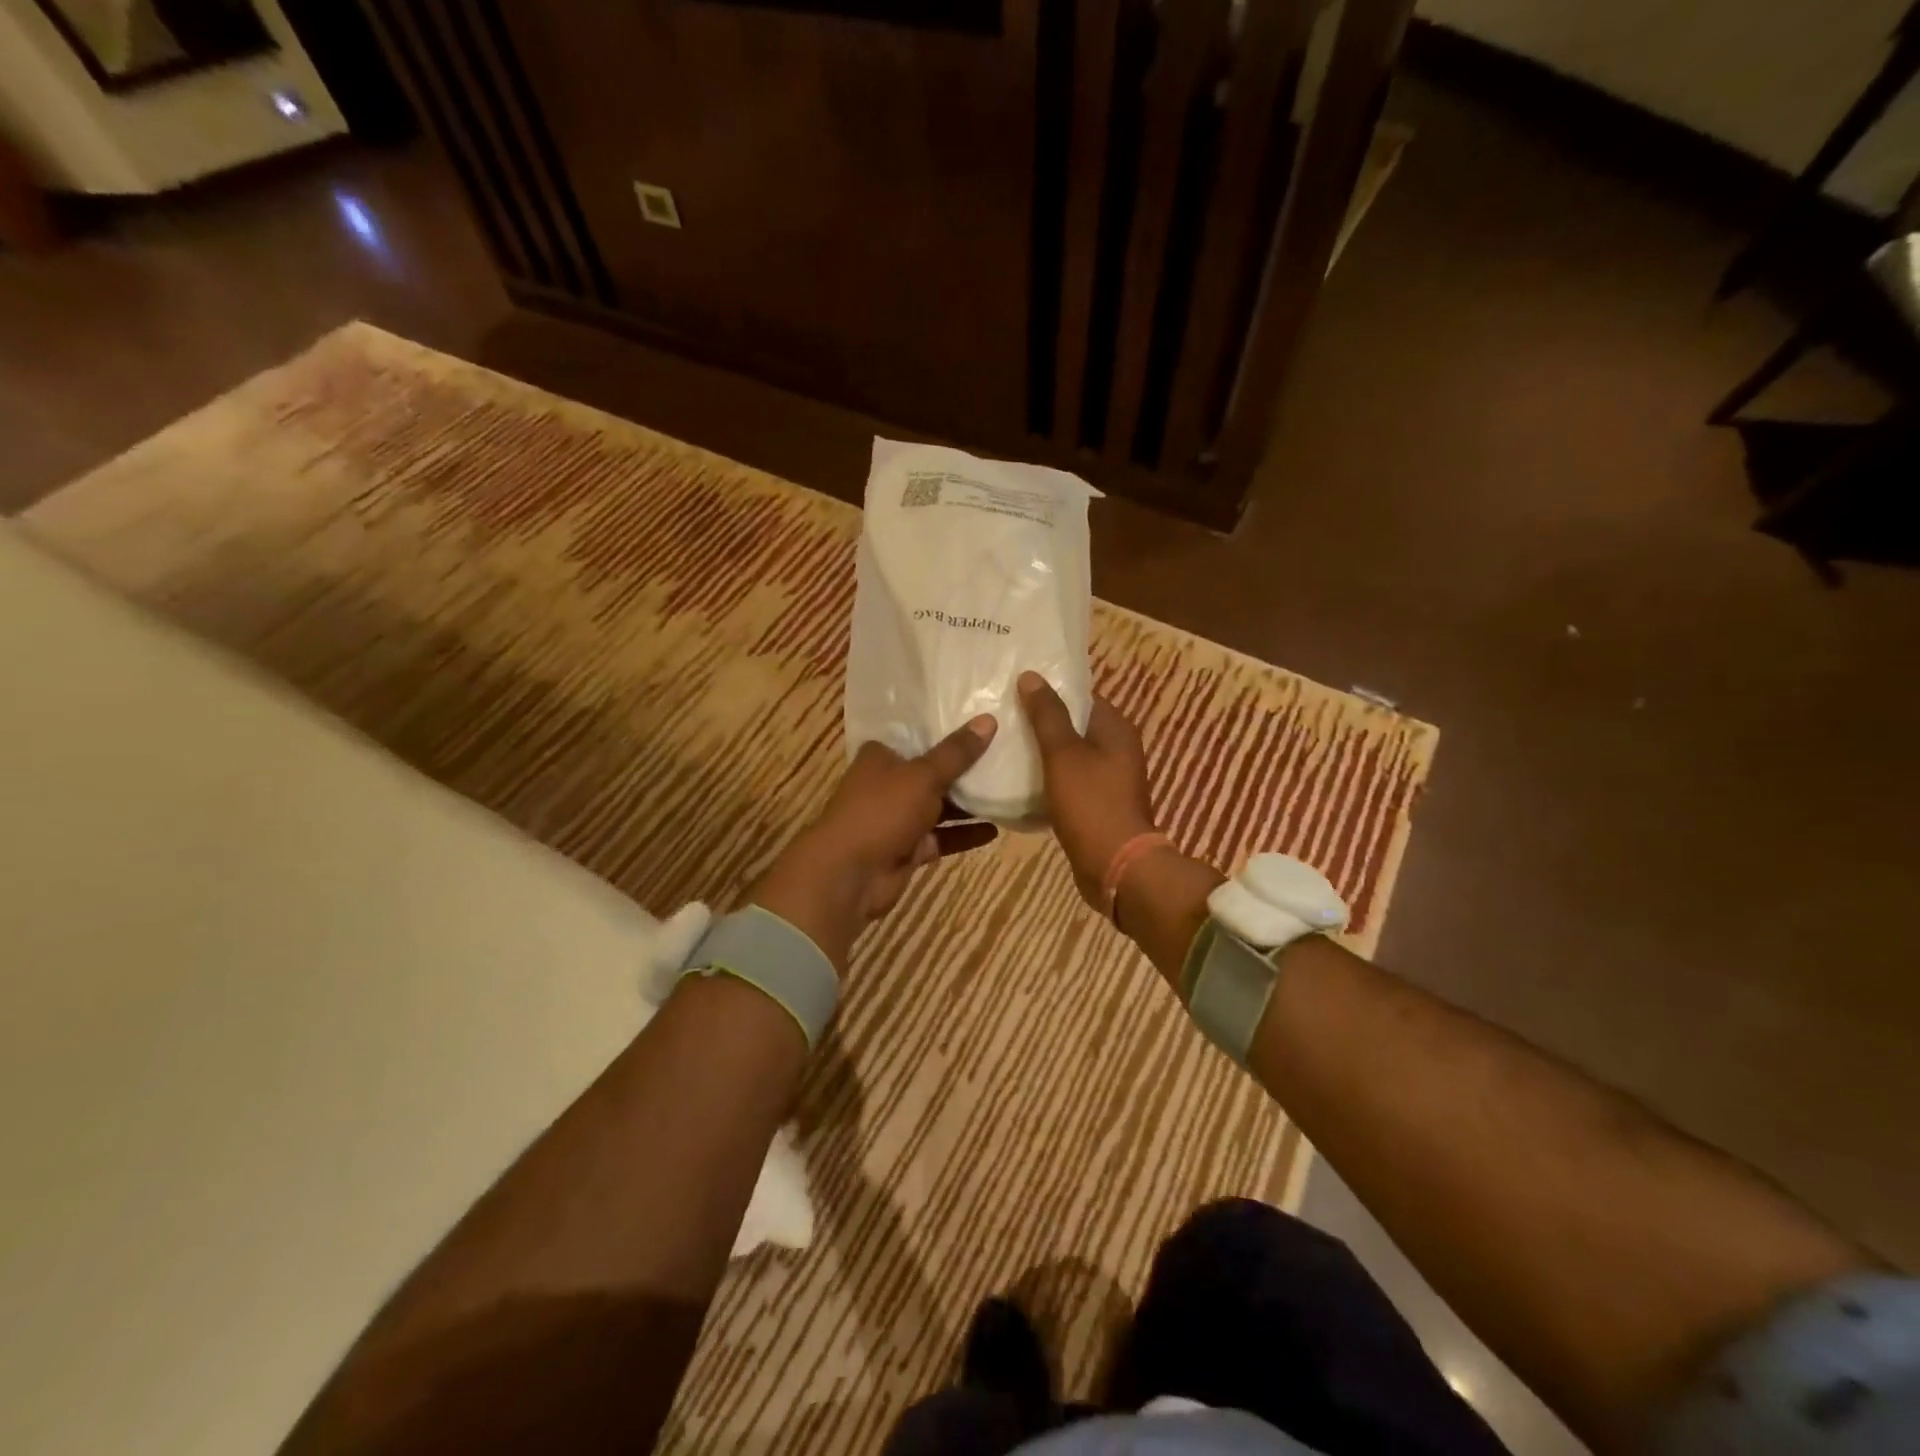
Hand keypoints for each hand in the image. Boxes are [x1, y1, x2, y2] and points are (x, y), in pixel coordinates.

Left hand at [750, 717, 999, 971]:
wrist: (850, 875)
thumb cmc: (882, 811)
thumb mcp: (923, 776)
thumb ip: (957, 752)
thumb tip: (989, 720)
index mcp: (881, 757)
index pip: (916, 735)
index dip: (945, 728)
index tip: (980, 719)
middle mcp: (888, 784)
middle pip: (931, 771)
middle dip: (964, 767)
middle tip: (1005, 752)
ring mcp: (898, 818)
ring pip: (939, 806)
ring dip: (968, 803)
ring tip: (1008, 789)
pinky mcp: (909, 848)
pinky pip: (942, 837)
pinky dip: (965, 834)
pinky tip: (996, 829)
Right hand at [1018, 672, 1157, 907]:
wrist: (1116, 867)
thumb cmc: (1091, 804)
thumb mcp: (1063, 754)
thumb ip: (1047, 715)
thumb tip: (1032, 676)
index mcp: (1116, 729)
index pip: (1081, 695)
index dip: (1050, 690)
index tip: (1015, 688)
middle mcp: (1117, 748)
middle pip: (1074, 725)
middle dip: (1041, 721)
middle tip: (1002, 714)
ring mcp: (1108, 778)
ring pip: (1069, 755)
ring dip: (1041, 751)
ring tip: (1003, 743)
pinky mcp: (1097, 803)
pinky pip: (1068, 781)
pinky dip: (1047, 778)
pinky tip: (1018, 778)